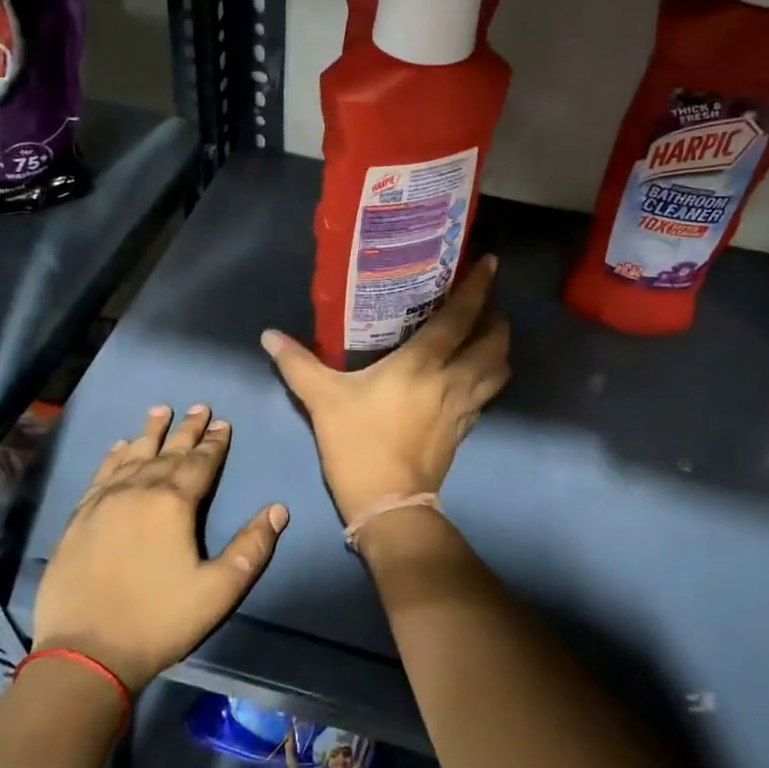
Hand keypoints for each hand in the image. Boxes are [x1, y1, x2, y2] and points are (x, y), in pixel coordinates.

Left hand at [30, 404, 288, 691]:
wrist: (85, 652)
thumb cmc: (159, 620)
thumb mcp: (219, 590)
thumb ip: (251, 547)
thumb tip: (279, 509)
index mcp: (174, 503)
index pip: (201, 463)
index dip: (215, 442)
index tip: (223, 422)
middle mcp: (139, 491)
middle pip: (169, 451)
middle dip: (187, 429)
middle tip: (199, 406)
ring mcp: (105, 501)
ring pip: (133, 455)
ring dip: (150, 432)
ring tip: (160, 410)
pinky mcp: (80, 517)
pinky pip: (101, 474)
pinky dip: (113, 456)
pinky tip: (119, 446)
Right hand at [261, 255, 510, 524]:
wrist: (388, 504)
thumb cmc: (358, 443)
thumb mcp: (322, 400)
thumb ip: (298, 364)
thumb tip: (269, 335)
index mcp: (423, 363)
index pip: (461, 317)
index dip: (479, 287)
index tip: (491, 263)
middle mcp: (453, 379)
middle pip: (494, 342)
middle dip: (497, 318)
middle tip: (486, 303)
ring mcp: (464, 406)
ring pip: (499, 369)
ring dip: (499, 348)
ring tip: (486, 335)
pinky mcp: (465, 429)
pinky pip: (488, 394)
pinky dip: (490, 377)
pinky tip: (475, 375)